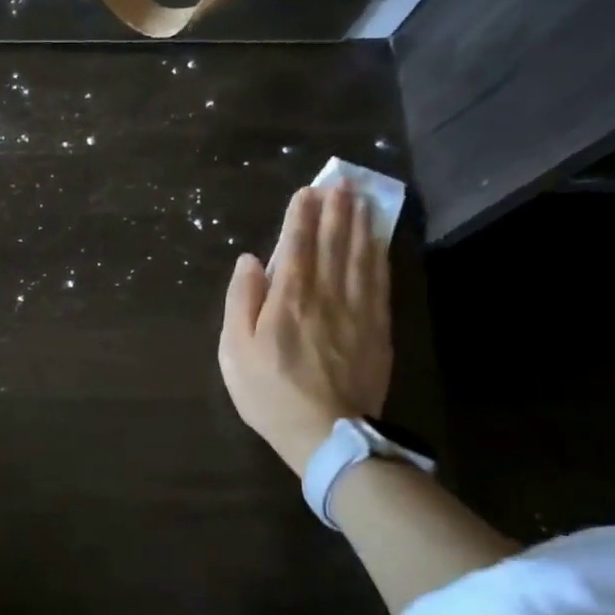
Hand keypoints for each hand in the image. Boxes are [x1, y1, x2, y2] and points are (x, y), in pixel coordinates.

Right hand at [218, 183, 391, 475]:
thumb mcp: (235, 351)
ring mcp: (358, 311)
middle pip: (333, 244)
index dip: (301, 216)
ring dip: (361, 224)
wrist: (326, 433)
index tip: (307, 191)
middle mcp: (326, 295)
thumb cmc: (269, 393)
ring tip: (362, 198)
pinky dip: (379, 255)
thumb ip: (241, 301)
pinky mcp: (378, 328)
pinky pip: (380, 281)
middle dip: (336, 210)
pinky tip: (379, 241)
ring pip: (361, 256)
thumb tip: (250, 261)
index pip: (296, 246)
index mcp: (288, 299)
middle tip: (342, 181)